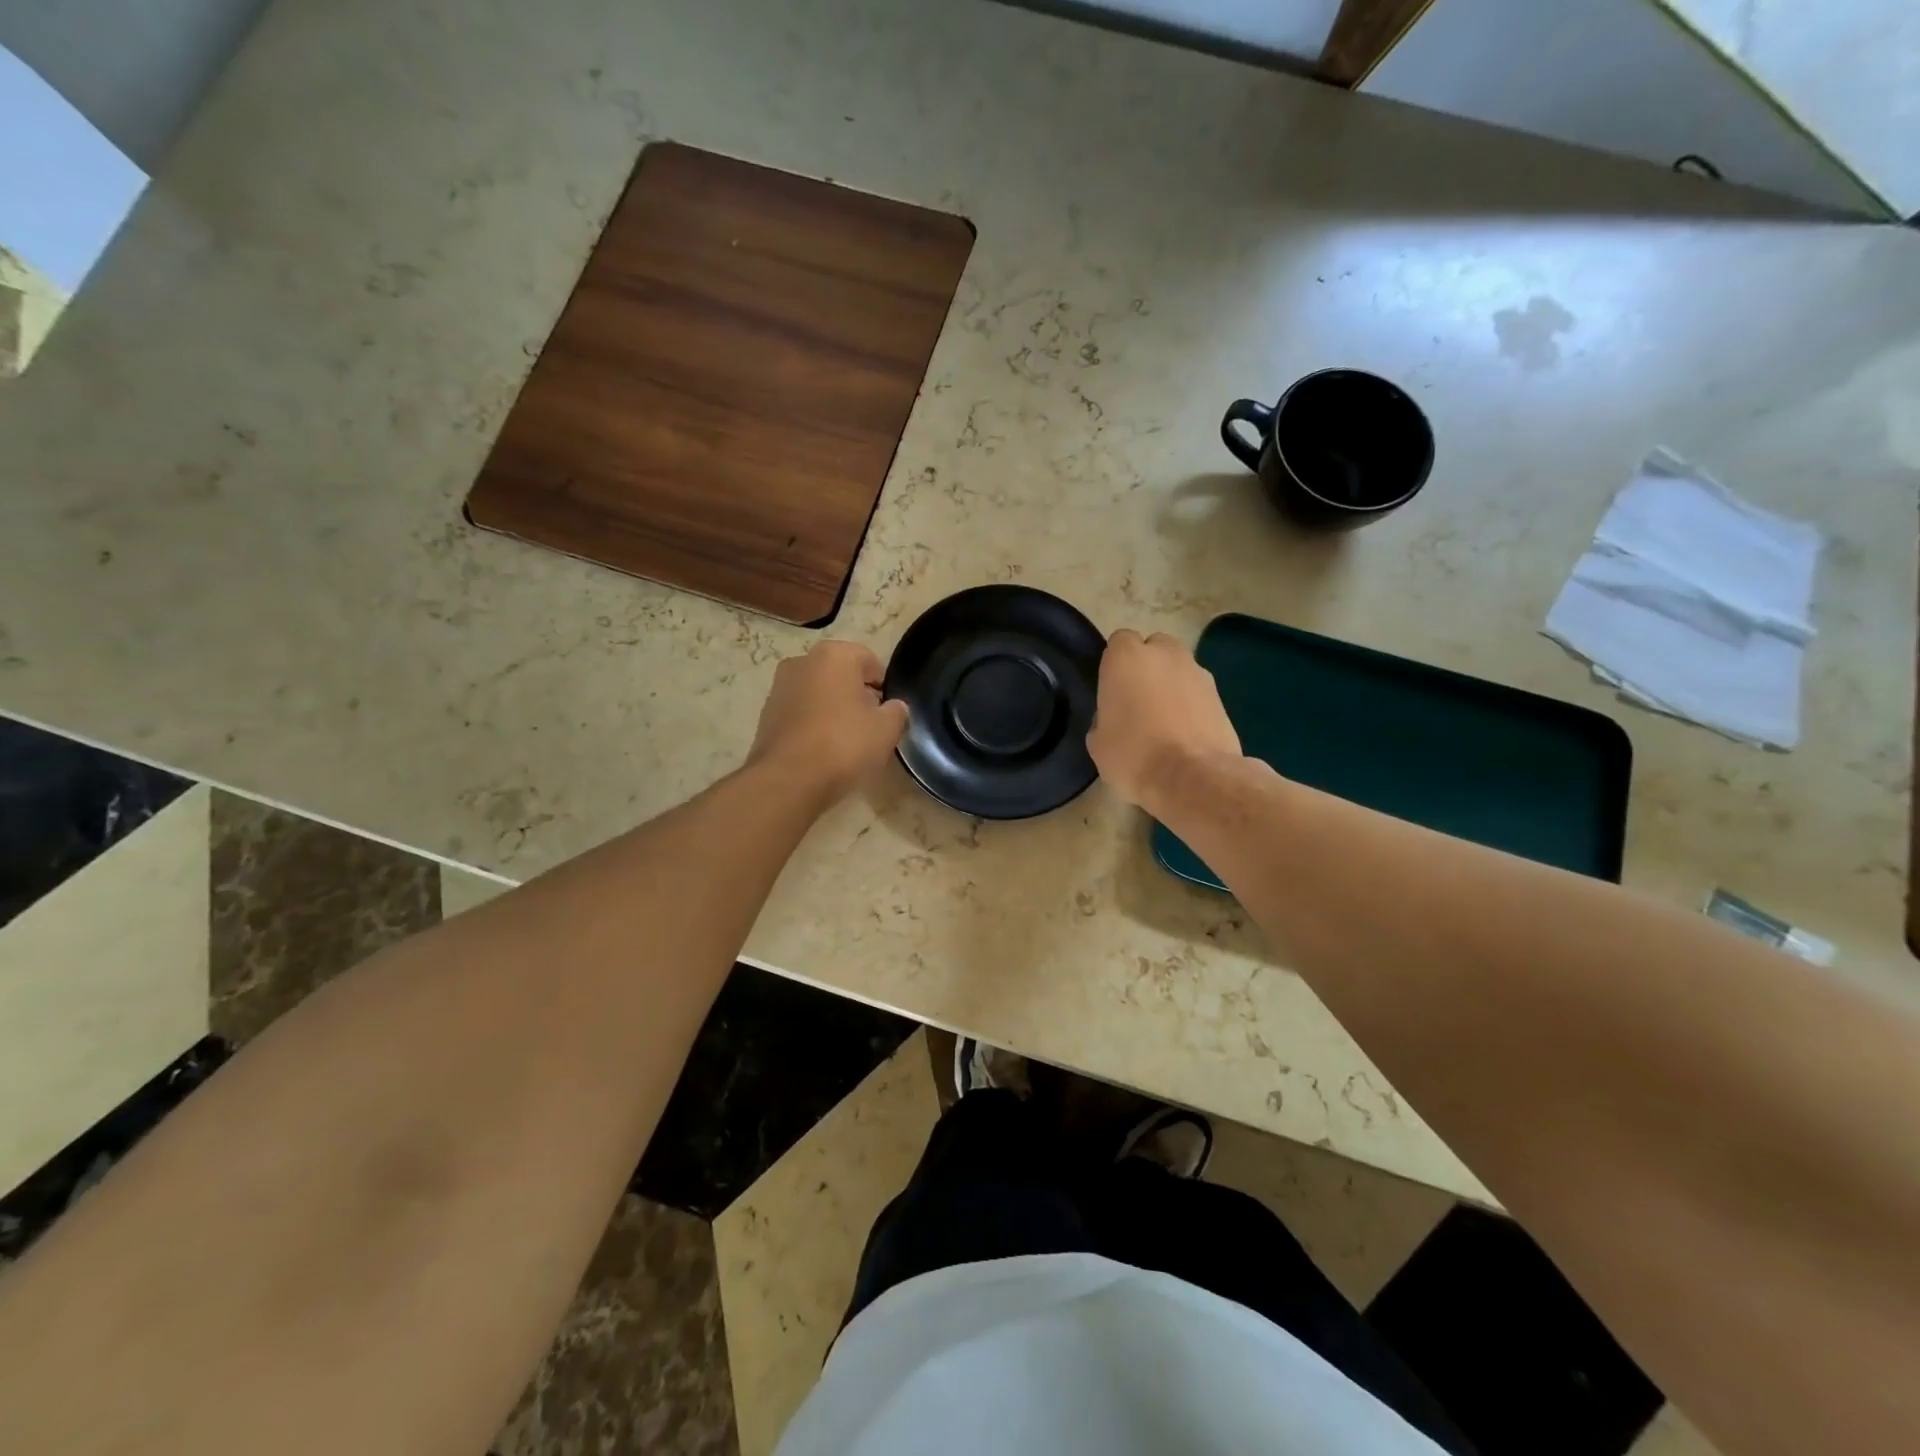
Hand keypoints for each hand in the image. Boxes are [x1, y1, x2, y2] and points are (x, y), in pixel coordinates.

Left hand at [746, 640, 909, 806]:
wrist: (788, 780)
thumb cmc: (843, 744)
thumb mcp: (886, 730)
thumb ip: (897, 711)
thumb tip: (894, 707)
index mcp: (833, 655)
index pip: (869, 661)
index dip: (884, 686)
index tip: (889, 711)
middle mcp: (802, 661)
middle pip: (841, 675)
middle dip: (857, 695)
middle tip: (870, 726)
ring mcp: (779, 687)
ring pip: (818, 693)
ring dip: (833, 709)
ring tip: (846, 741)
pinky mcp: (766, 714)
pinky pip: (800, 712)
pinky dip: (813, 724)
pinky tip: (822, 750)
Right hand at [1087, 630, 1241, 812]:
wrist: (1193, 778)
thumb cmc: (1134, 755)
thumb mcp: (1098, 743)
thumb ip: (1104, 717)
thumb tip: (1115, 719)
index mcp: (1126, 657)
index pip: (1118, 642)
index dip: (1115, 665)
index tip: (1113, 691)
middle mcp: (1164, 653)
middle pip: (1153, 648)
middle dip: (1147, 668)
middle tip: (1139, 702)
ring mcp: (1197, 672)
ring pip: (1179, 670)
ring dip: (1171, 686)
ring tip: (1165, 722)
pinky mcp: (1221, 695)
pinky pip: (1198, 693)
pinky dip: (1192, 706)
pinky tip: (1185, 735)